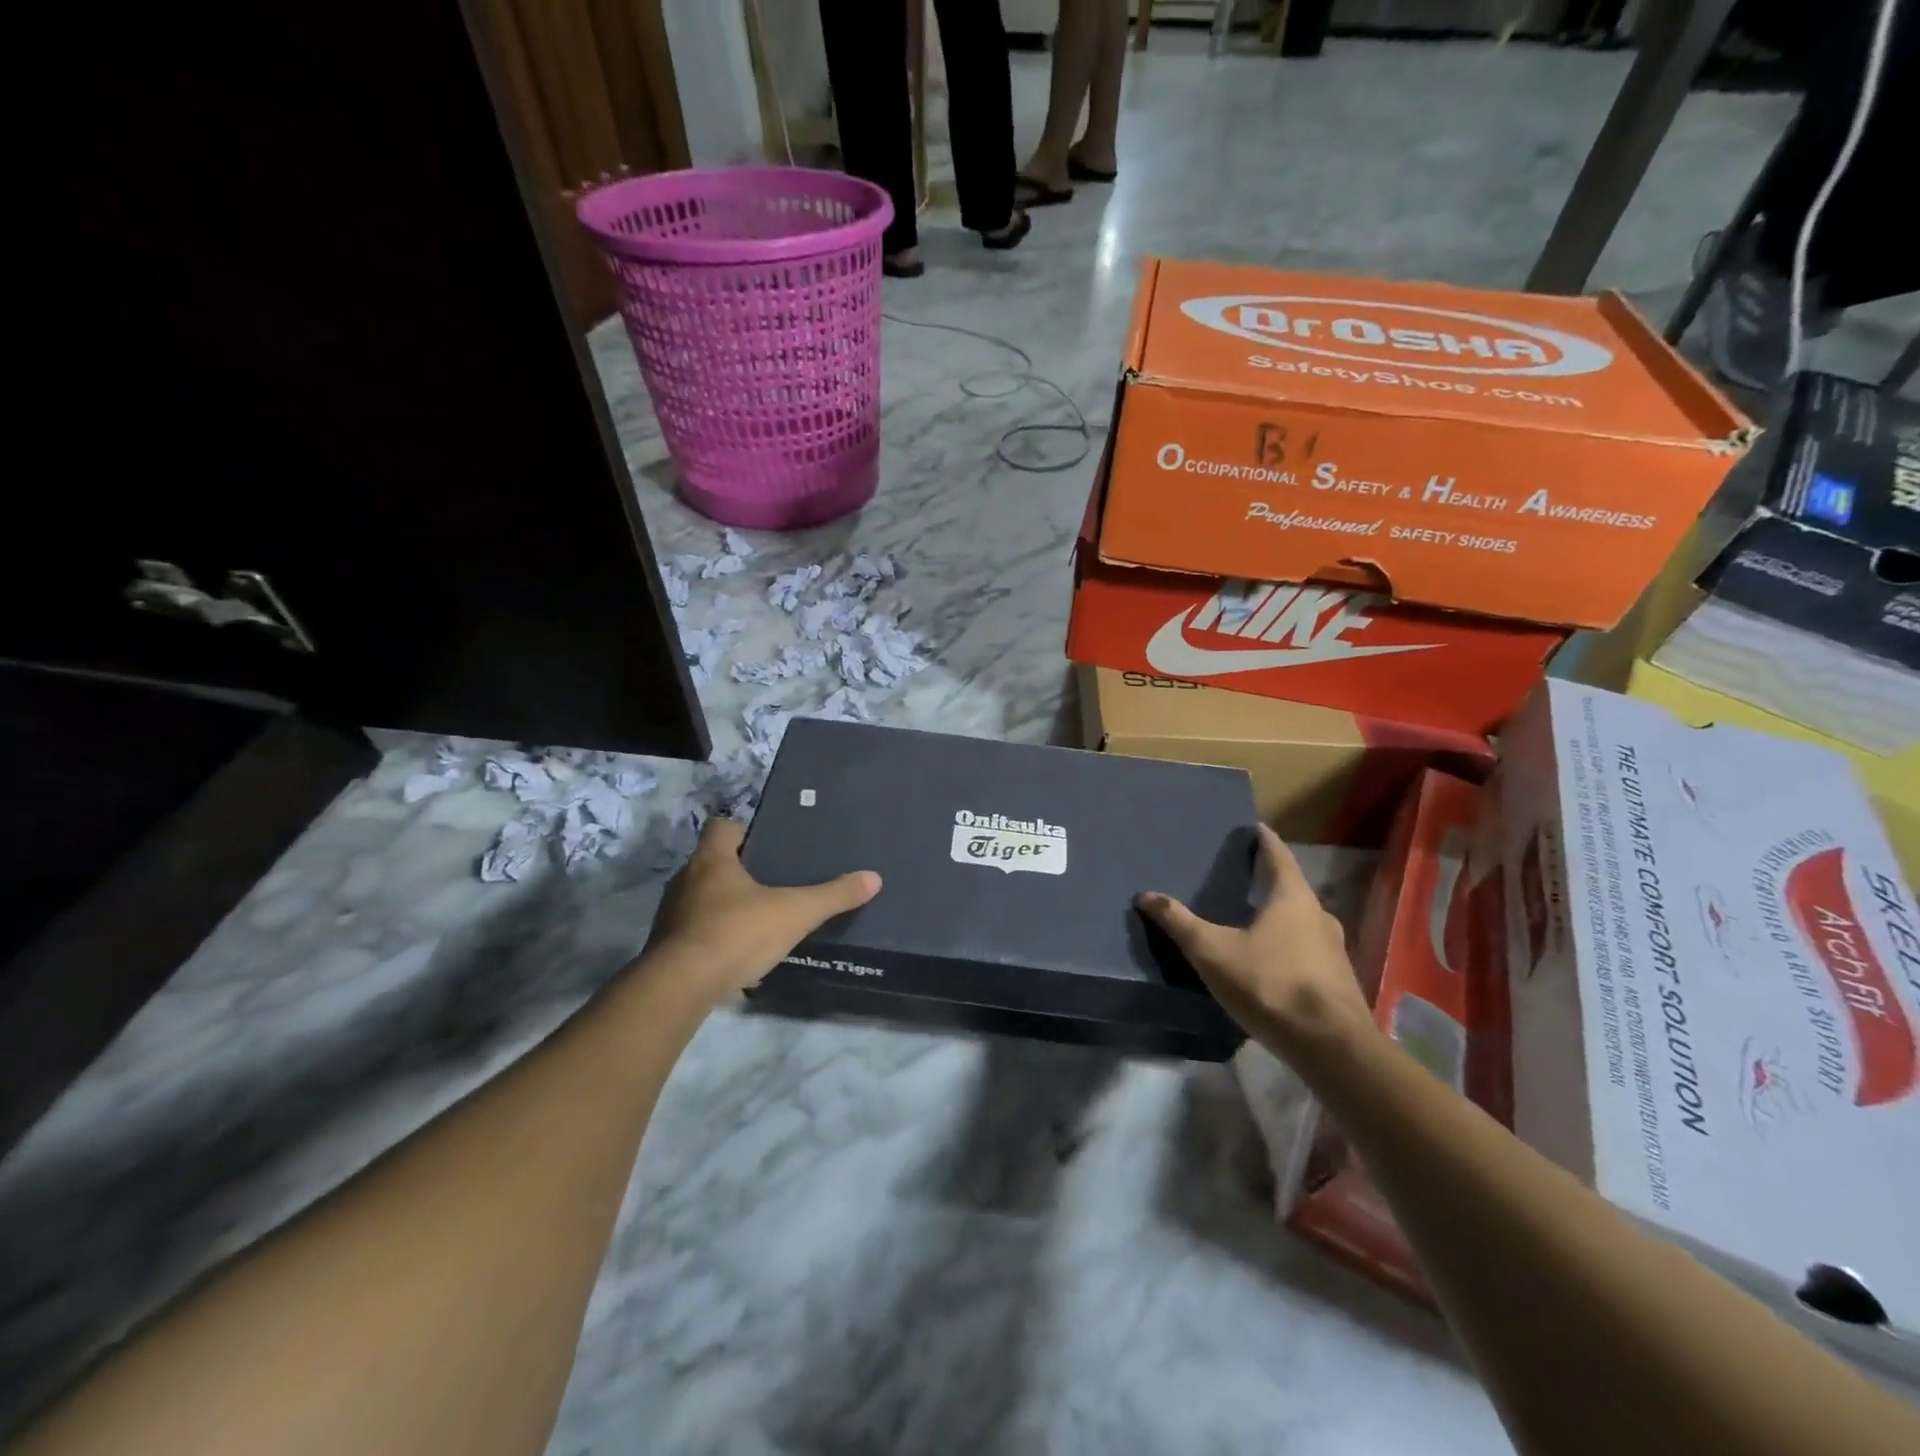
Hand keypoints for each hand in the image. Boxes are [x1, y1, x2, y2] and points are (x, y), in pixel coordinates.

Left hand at [643, 817, 880, 1001]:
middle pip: (714, 862)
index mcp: (712, 860)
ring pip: (703, 897)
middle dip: (742, 869)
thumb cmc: (737, 933)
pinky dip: (716, 934)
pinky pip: (696, 930)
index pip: (722, 826)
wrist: (680, 988)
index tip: (771, 843)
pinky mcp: (668, 947)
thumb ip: (833, 896)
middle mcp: (686, 880)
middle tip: (776, 880)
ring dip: (727, 903)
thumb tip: (874, 878)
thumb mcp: (795, 913)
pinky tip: (740, 950)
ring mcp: (673, 914)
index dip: (746, 830)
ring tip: (761, 915)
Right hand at [1137, 825, 1372, 1059]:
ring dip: (1281, 915)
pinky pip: (1308, 950)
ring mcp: (1333, 950)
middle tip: (1244, 875)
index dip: (1265, 840)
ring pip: (1302, 921)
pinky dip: (1289, 944)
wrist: (1330, 1047)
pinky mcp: (1337, 981)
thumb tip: (1145, 895)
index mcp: (1292, 898)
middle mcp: (1319, 916)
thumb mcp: (1213, 951)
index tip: (1254, 828)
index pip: (1278, 856)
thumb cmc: (1270, 984)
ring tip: (1253, 918)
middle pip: (1292, 888)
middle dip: (1269, 880)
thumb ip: (1180, 923)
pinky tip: (1271, 960)